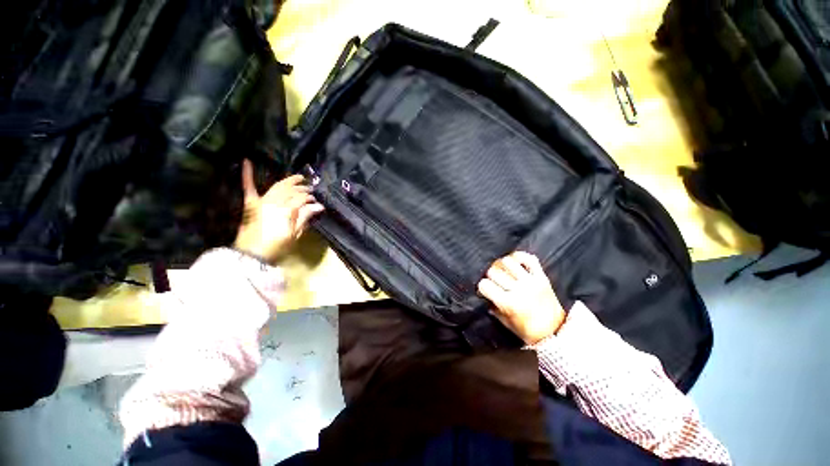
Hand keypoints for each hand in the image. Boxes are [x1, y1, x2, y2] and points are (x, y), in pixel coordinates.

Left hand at [234, 160, 323, 263]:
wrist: (251, 254)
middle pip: (291, 190)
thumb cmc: (276, 247)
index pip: (301, 199)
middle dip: (302, 188)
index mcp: (286, 211)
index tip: (315, 201)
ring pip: (278, 186)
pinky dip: (248, 174)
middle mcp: (274, 202)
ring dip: (289, 181)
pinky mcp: (251, 203)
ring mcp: (261, 201)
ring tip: (298, 178)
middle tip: (310, 189)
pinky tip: (247, 161)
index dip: (309, 198)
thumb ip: (305, 217)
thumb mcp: (294, 234)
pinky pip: (249, 187)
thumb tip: (318, 206)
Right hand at [477, 251, 565, 344]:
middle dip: (489, 276)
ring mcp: (531, 281)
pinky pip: (529, 259)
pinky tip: (515, 261)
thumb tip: (485, 296)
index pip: (485, 285)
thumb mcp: (506, 323)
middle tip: (492, 280)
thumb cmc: (528, 331)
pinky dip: (520, 257)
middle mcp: (519, 289)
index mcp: (509, 303)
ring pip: (508, 262)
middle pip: (494, 271)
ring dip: (501, 265)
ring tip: (502, 271)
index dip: (481, 286)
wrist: (556, 332)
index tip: (484, 289)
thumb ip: (493, 308)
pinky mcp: (542, 277)